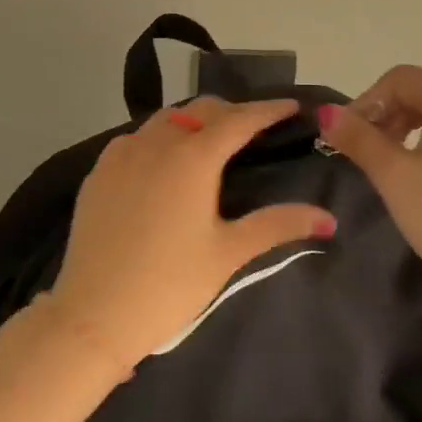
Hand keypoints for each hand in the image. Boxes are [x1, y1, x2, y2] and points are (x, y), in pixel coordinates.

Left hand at [46, 96, 336, 372]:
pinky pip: (136, 138)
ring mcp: (122, 153)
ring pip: (165, 119)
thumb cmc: (170, 285)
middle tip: (254, 127)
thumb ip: (278, 225)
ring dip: (193, 122)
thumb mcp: (228, 254)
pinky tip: (163, 162)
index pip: (239, 119)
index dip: (268, 109)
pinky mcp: (98, 171)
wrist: (93, 315)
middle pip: (201, 111)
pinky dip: (158, 138)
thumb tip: (327, 217)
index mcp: (193, 157)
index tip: (292, 106)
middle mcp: (157, 142)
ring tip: (210, 141)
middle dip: (231, 112)